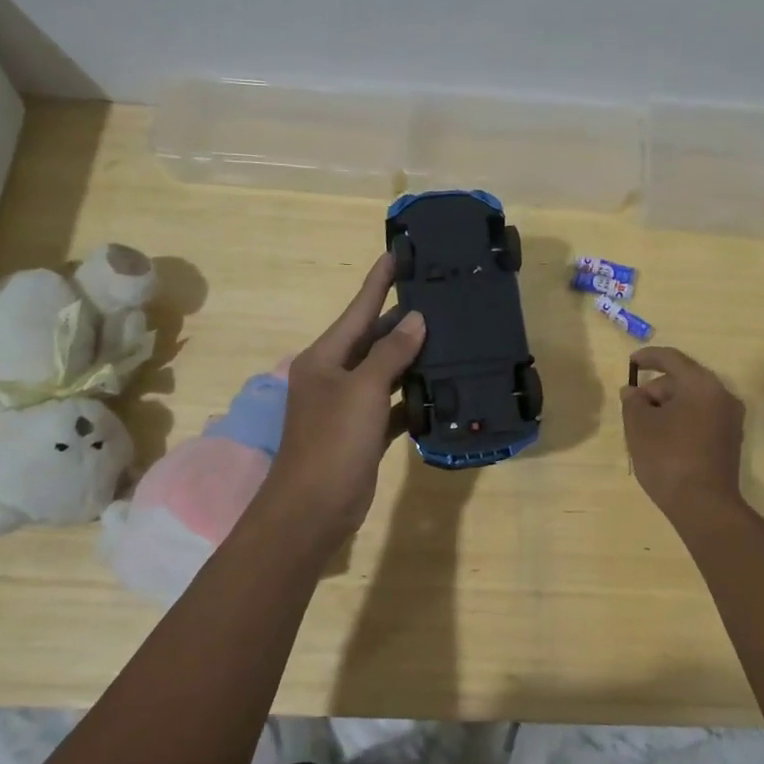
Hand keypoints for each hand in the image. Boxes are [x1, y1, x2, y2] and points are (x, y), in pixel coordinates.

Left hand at [261, 254, 425, 545]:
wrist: (313, 509)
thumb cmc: (333, 441)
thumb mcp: (363, 390)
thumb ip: (390, 353)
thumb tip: (415, 319)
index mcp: (325, 357)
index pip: (358, 309)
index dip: (379, 281)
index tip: (398, 253)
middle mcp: (334, 375)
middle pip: (373, 338)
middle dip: (403, 319)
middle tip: (440, 296)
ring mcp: (349, 405)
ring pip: (386, 371)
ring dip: (413, 358)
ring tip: (450, 336)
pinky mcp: (364, 432)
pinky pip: (393, 404)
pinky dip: (413, 398)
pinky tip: (441, 389)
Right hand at [620, 346, 745, 522]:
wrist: (703, 506)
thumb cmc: (667, 457)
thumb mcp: (639, 426)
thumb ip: (633, 401)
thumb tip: (633, 392)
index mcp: (701, 384)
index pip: (672, 359)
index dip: (648, 357)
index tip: (631, 363)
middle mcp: (722, 395)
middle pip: (683, 380)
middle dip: (656, 389)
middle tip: (633, 407)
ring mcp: (730, 419)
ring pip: (693, 400)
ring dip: (668, 406)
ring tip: (645, 427)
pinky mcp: (731, 440)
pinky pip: (702, 418)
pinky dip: (682, 420)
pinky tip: (663, 439)